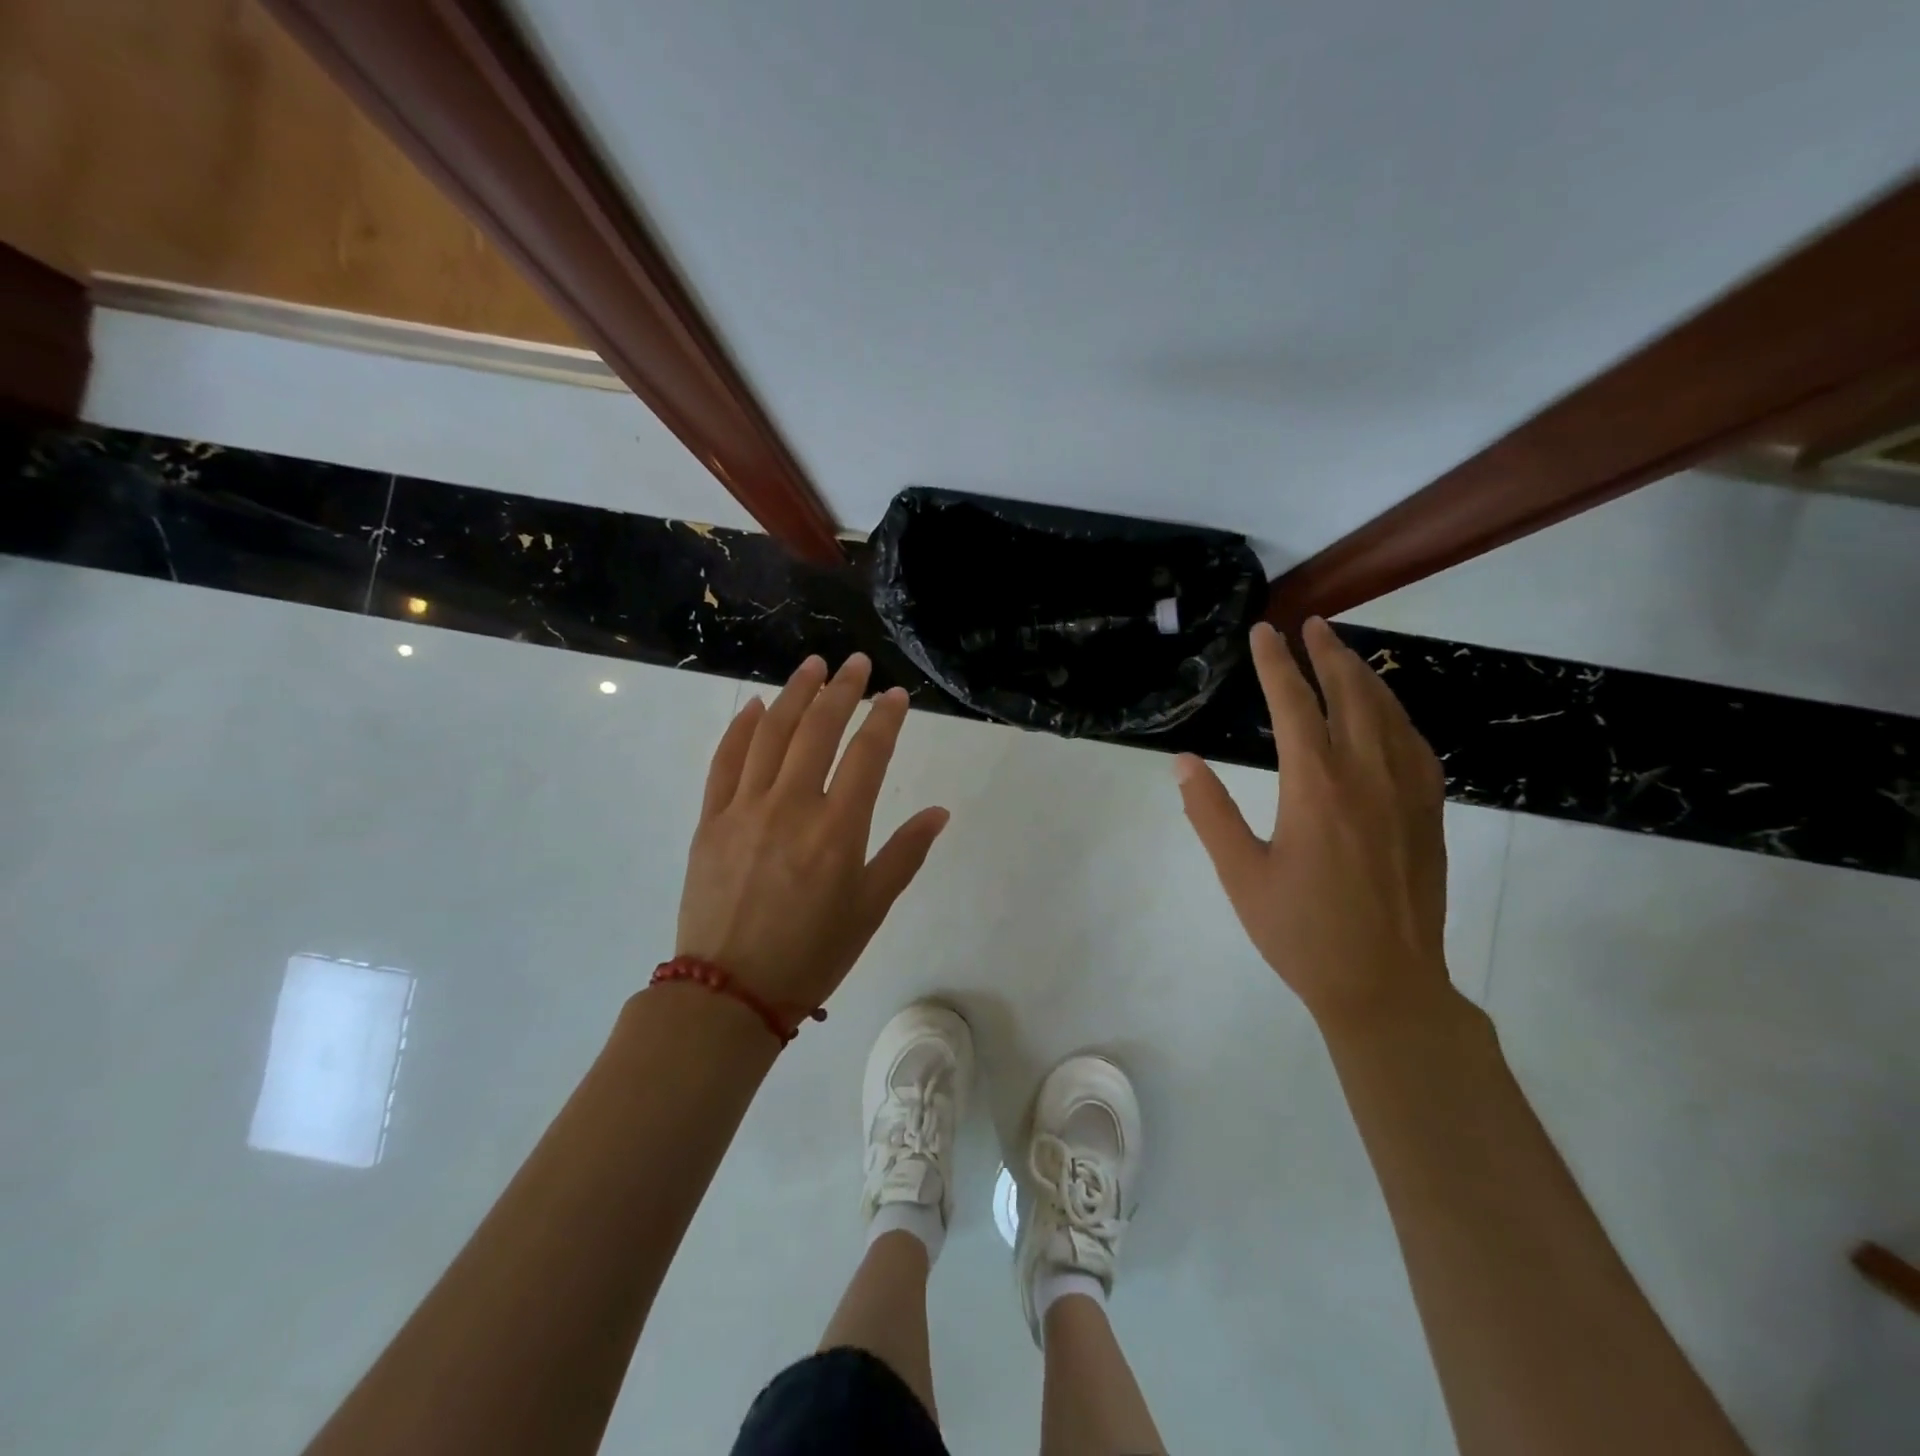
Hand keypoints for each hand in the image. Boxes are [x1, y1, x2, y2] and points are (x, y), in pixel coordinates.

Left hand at [675, 652, 949, 1015]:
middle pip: (819, 730)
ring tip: (812, 666)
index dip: (885, 719)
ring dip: (794, 694)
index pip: (868, 755)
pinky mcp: (710, 820)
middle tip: (856, 663)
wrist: (729, 992)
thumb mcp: (870, 909)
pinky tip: (755, 706)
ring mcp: (744, 808)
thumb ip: (905, 854)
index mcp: (838, 830)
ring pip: (771, 734)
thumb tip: (939, 812)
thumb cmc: (812, 954)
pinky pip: (725, 761)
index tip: (896, 695)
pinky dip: (741, 729)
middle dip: (842, 690)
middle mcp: (792, 806)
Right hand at [1174, 618, 1450, 1029]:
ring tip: (1344, 652)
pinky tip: (1386, 712)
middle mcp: (1367, 776)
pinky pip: (1415, 744)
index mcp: (1316, 787)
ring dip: (1364, 675)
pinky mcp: (1429, 813)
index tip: (1263, 632)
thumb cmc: (1301, 932)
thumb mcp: (1241, 875)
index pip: (1293, 705)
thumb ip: (1210, 812)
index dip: (1275, 664)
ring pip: (1389, 713)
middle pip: (1351, 694)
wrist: (1385, 985)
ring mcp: (1407, 793)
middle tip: (1309, 624)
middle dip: (1328, 652)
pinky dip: (1395, 713)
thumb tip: (1184, 761)